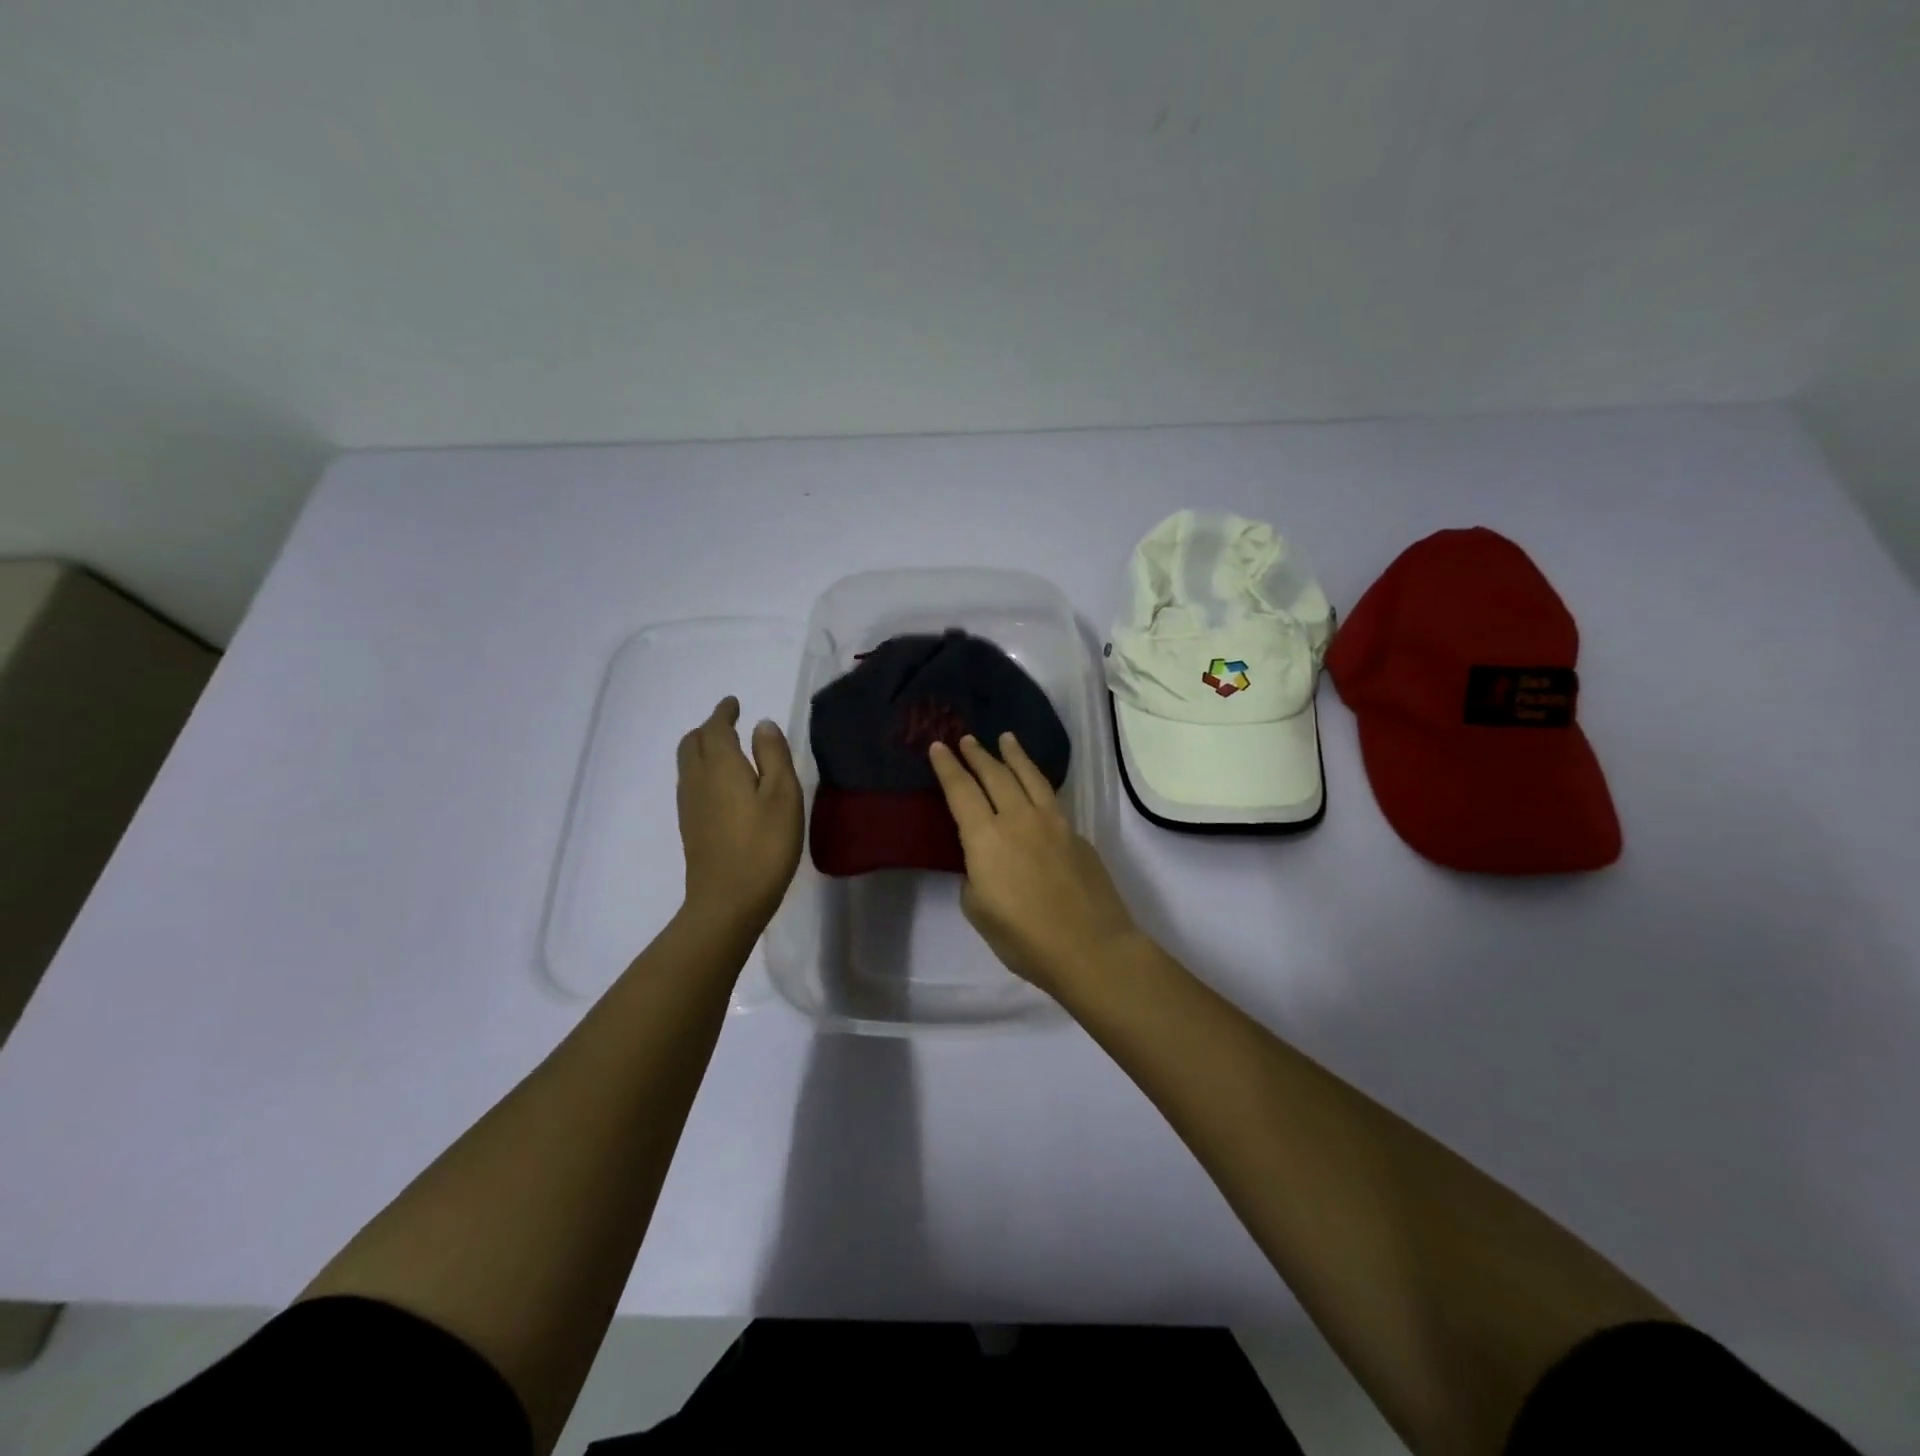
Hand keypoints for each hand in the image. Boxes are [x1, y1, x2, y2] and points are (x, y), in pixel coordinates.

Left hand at [676, 697, 803, 930]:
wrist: (727, 901)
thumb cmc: (764, 845)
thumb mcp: (783, 796)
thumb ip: (774, 755)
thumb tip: (762, 725)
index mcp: (721, 765)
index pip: (716, 727)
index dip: (724, 712)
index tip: (733, 703)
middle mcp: (697, 778)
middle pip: (693, 742)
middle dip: (709, 727)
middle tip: (729, 723)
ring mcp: (689, 804)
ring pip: (688, 763)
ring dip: (703, 748)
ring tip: (725, 749)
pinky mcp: (690, 826)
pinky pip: (690, 782)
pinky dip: (702, 769)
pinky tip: (720, 784)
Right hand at [928, 733, 1140, 995]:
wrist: (1090, 947)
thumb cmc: (1025, 939)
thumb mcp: (980, 912)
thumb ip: (975, 877)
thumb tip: (984, 863)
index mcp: (986, 838)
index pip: (961, 791)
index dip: (947, 767)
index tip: (937, 746)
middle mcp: (1018, 819)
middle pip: (995, 775)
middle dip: (978, 754)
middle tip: (967, 739)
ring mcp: (1053, 822)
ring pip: (1029, 777)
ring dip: (1014, 755)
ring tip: (1006, 739)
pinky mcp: (1076, 833)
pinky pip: (1050, 797)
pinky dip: (1037, 781)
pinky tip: (1035, 784)